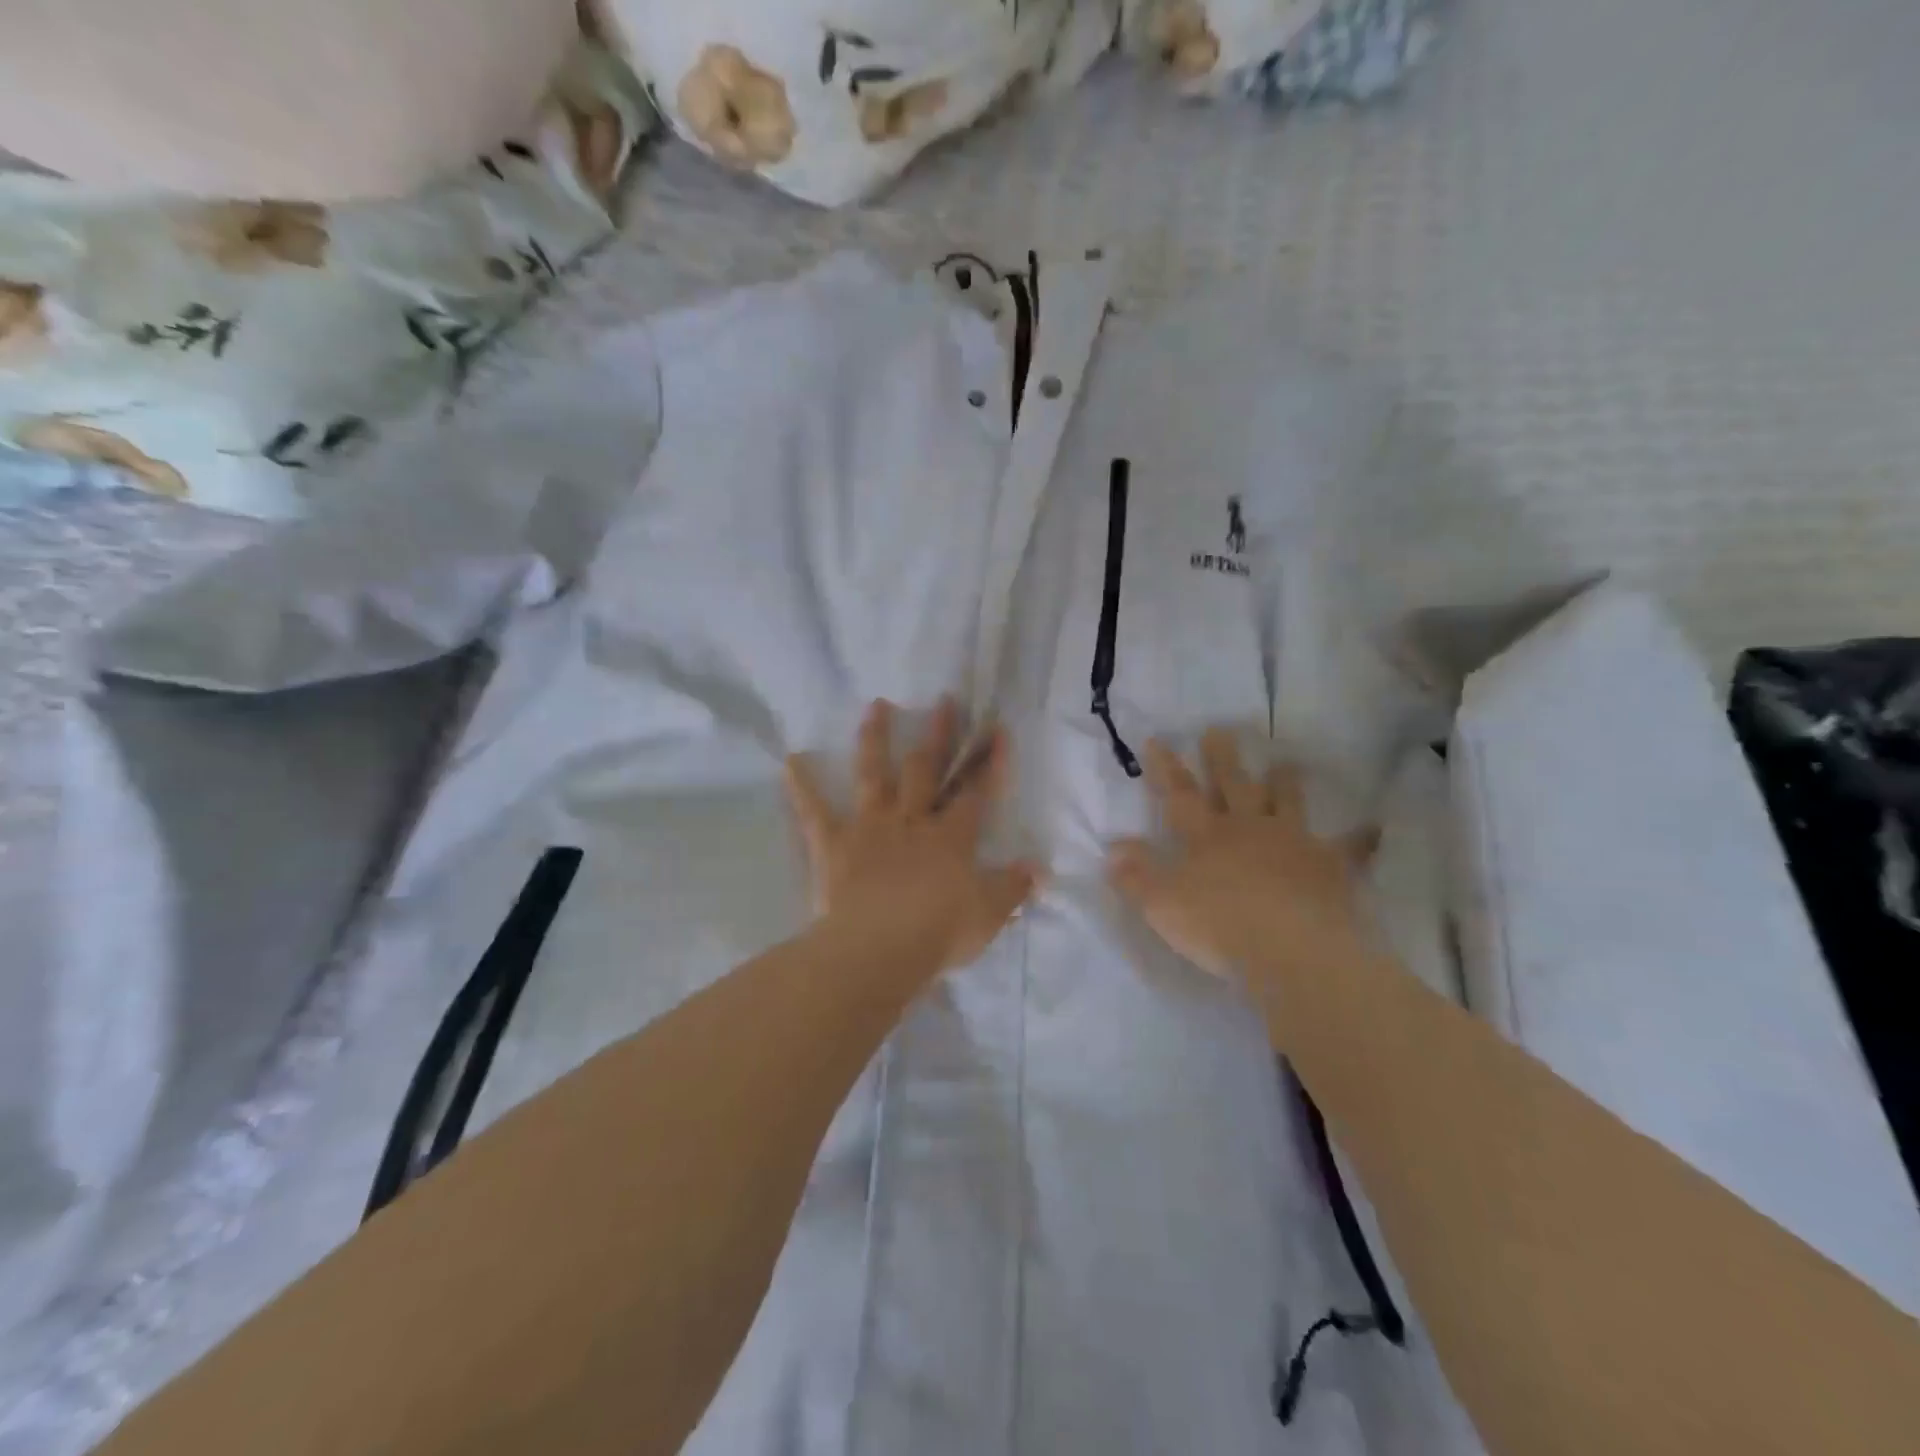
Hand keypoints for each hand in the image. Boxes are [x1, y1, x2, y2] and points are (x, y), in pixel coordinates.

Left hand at [786, 699, 1039, 979]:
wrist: (879, 949)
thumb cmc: (939, 931)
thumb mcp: (989, 914)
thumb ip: (1013, 887)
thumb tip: (1038, 869)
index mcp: (951, 837)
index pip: (976, 792)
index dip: (989, 762)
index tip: (996, 730)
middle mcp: (912, 821)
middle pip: (927, 770)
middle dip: (939, 734)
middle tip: (945, 700)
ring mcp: (871, 827)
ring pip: (874, 775)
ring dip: (876, 739)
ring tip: (877, 706)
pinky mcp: (835, 845)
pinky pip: (815, 812)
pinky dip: (802, 787)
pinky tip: (791, 759)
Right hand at [1108, 730, 1370, 991]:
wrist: (1291, 951)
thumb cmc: (1218, 926)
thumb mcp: (1161, 904)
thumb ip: (1135, 875)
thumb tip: (1113, 848)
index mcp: (1206, 837)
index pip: (1180, 795)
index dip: (1166, 768)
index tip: (1158, 740)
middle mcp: (1248, 828)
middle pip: (1233, 785)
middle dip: (1222, 758)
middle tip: (1220, 730)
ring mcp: (1293, 843)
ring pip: (1287, 803)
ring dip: (1284, 783)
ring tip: (1285, 762)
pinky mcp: (1330, 866)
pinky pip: (1349, 848)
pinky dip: (1360, 839)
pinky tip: (1375, 828)